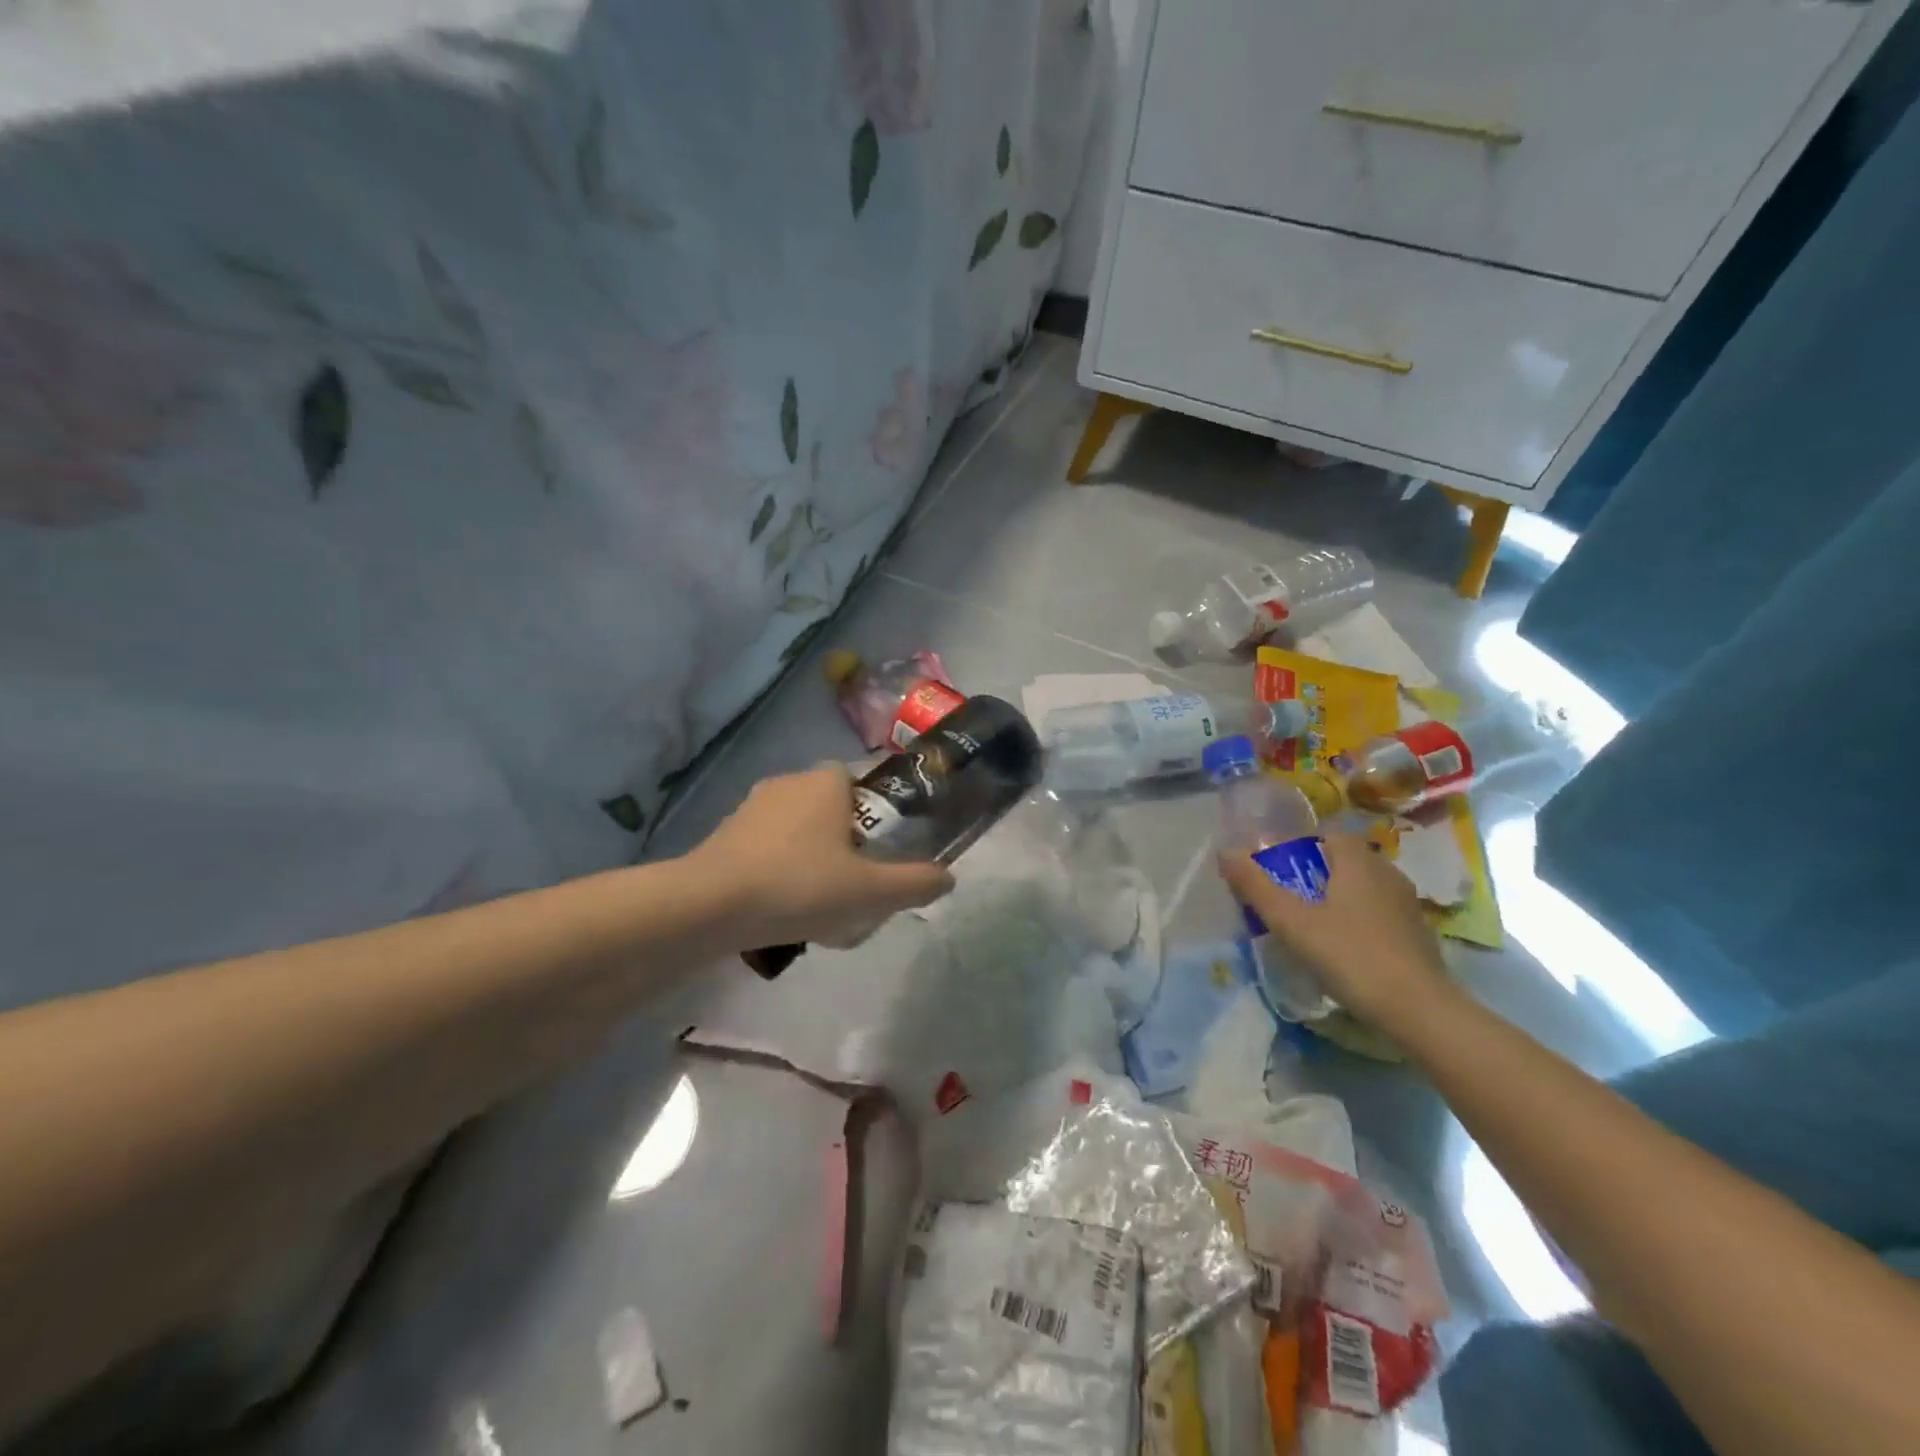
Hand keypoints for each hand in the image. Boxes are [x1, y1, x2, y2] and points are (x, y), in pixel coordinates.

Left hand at [690, 763, 953, 948]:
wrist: (710, 905)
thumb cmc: (799, 885)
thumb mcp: (869, 891)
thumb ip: (913, 883)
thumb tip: (948, 878)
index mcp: (825, 782)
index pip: (859, 780)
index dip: (874, 811)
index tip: (880, 848)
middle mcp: (788, 783)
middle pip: (828, 805)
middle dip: (843, 837)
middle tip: (854, 880)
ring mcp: (751, 806)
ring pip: (795, 826)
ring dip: (809, 854)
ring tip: (818, 901)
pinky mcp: (724, 833)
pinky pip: (765, 846)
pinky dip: (778, 867)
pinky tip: (781, 906)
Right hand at [1217, 833, 1451, 1030]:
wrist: (1420, 1011)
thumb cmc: (1350, 955)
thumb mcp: (1292, 922)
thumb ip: (1256, 886)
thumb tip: (1224, 850)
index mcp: (1358, 861)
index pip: (1326, 834)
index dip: (1298, 845)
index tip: (1274, 867)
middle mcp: (1386, 873)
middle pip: (1344, 859)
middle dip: (1314, 871)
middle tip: (1286, 896)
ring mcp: (1406, 904)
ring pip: (1363, 886)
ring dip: (1337, 896)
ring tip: (1310, 922)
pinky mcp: (1417, 934)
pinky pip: (1378, 912)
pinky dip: (1357, 919)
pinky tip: (1342, 946)